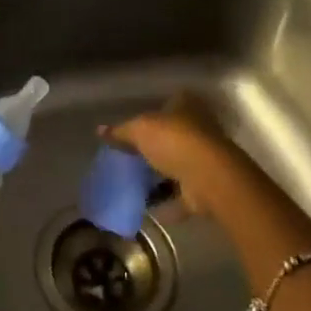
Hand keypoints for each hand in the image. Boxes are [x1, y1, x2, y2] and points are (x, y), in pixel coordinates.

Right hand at [100, 91, 267, 218]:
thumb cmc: (175, 141)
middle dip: (156, 146)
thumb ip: (121, 131)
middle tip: (131, 156)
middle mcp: (199, 129)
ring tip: (135, 184)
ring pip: (178, 165)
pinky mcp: (205, 187)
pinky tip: (147, 208)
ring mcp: (205, 159)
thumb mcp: (140, 130)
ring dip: (161, 176)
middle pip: (174, 135)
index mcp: (187, 106)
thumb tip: (100, 130)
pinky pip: (181, 194)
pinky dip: (167, 202)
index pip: (171, 102)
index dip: (154, 112)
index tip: (137, 125)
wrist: (209, 178)